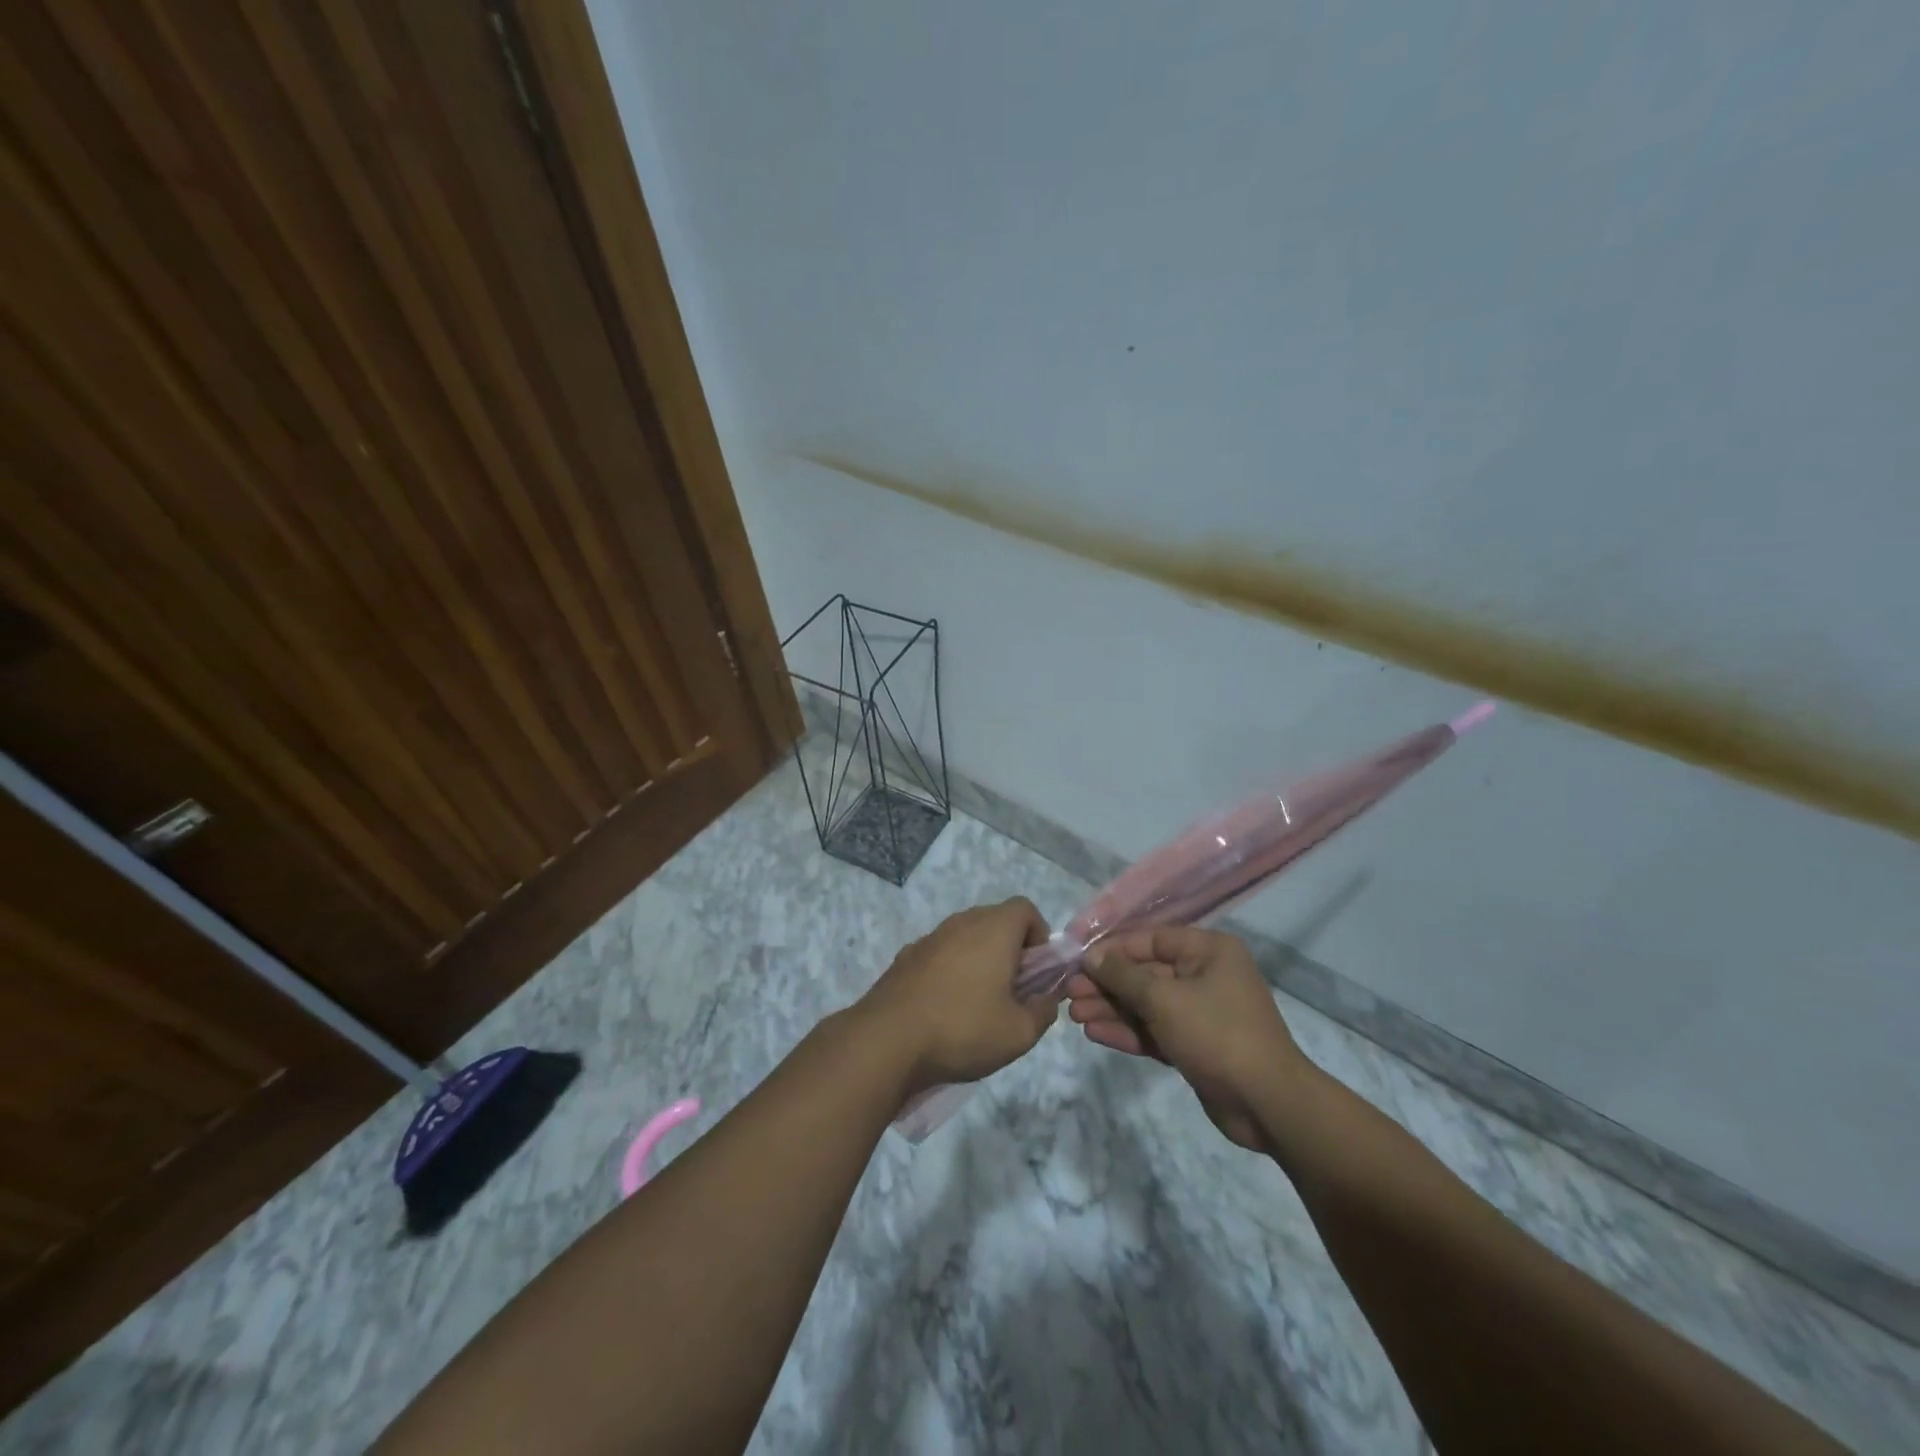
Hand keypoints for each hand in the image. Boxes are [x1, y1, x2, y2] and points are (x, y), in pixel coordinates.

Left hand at [856, 898, 1056, 1093]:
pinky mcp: (906, 956)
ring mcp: (930, 937)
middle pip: (995, 920)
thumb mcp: (1019, 1033)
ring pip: (966, 936)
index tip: (1036, 971)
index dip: (1038, 935)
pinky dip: (950, 969)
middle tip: (1012, 990)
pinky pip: (940, 953)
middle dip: (1010, 948)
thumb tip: (1048, 997)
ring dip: (979, 959)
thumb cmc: (963, 1029)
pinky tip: (944, 1007)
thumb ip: (1044, 1011)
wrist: (888, 1040)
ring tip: (978, 1003)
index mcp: (994, 929)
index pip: (1025, 908)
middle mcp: (962, 922)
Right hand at [1064, 926, 1306, 1151]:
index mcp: (1208, 951)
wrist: (1267, 1104)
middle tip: (1070, 993)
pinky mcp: (1194, 1045)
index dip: (1113, 949)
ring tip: (1074, 1015)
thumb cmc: (1217, 1034)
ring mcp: (1200, 1012)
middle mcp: (1205, 975)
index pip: (1151, 939)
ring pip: (1147, 1004)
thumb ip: (1123, 976)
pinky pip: (1155, 1030)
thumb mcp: (1164, 999)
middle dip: (1107, 984)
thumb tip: (1091, 956)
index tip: (1078, 960)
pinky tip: (1096, 1034)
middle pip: (1145, 973)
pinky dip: (1128, 1031)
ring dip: (1112, 1009)